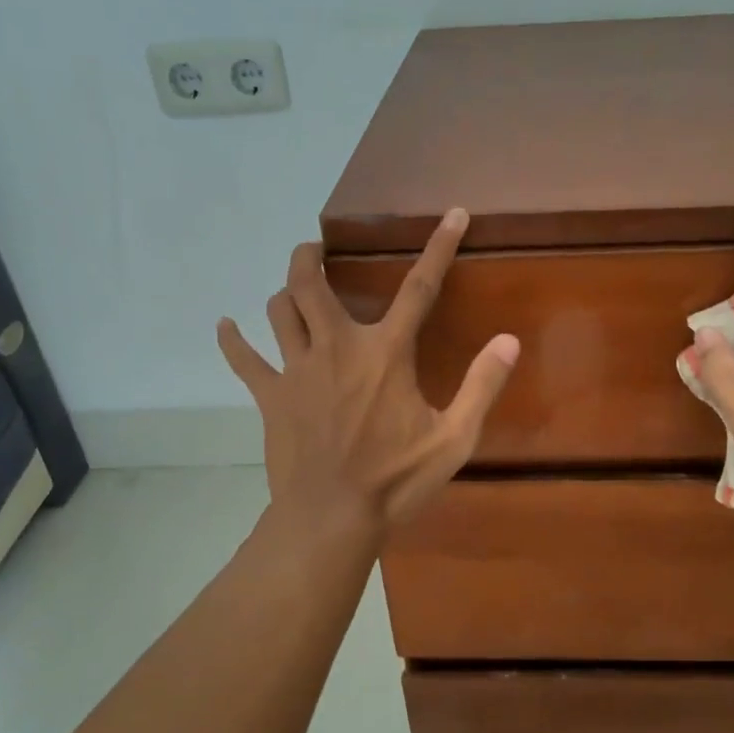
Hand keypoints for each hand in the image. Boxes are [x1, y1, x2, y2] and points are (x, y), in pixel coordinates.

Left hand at [218, 209, 519, 535]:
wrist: (331, 519)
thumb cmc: (396, 480)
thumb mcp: (453, 438)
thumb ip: (481, 386)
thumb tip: (509, 341)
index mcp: (385, 353)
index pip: (419, 288)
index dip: (439, 247)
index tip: (453, 213)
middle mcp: (337, 347)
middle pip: (312, 284)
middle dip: (311, 256)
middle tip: (316, 249)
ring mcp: (297, 370)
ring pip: (280, 311)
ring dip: (284, 291)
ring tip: (291, 286)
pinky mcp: (271, 397)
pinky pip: (245, 361)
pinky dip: (233, 341)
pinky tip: (224, 326)